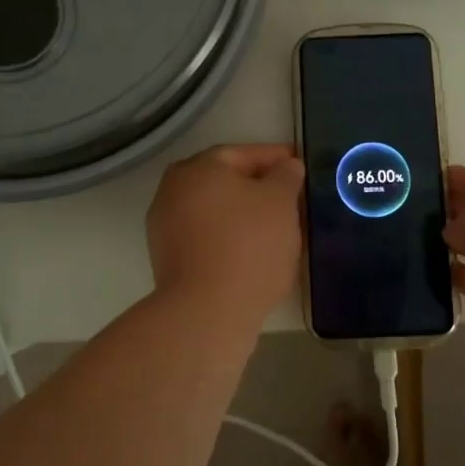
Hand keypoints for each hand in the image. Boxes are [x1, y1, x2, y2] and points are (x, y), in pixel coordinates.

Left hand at [147, 144, 304, 323]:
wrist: (207, 311)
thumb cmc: (248, 244)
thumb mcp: (280, 201)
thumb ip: (286, 176)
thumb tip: (287, 166)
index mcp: (197, 168)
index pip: (242, 154)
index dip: (275, 158)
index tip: (298, 165)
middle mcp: (173, 190)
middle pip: (224, 182)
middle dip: (258, 187)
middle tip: (290, 197)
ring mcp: (166, 227)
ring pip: (215, 211)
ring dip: (243, 215)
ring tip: (278, 228)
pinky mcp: (168, 260)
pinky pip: (207, 237)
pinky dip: (230, 238)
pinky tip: (254, 252)